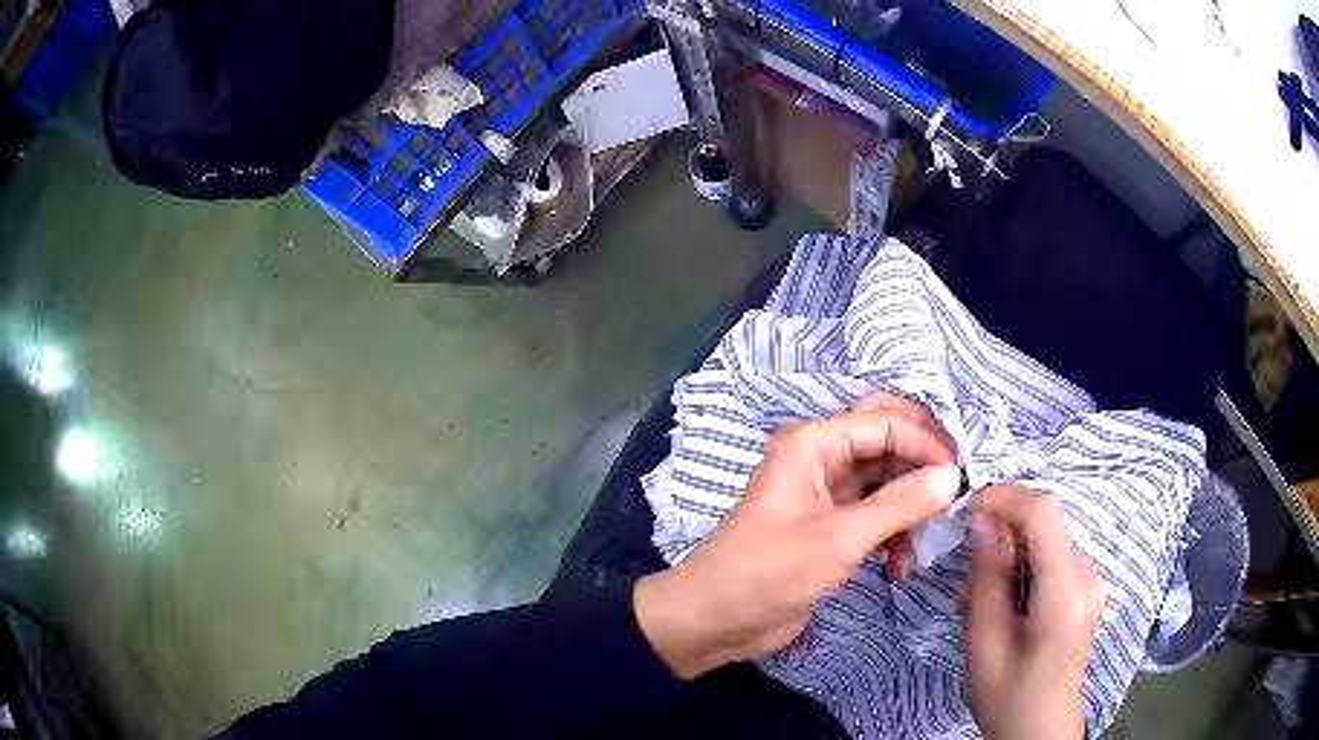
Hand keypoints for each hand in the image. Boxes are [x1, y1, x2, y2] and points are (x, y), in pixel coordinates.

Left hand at [634, 391, 961, 678]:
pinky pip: (875, 517)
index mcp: (813, 444)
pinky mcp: (830, 528)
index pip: (885, 422)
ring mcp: (826, 495)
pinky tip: (899, 567)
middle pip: (887, 445)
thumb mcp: (840, 538)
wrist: (714, 621)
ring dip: (909, 511)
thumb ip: (900, 504)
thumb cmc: (769, 572)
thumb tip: (953, 476)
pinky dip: (892, 536)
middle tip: (952, 499)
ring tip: (923, 545)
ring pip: (885, 484)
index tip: (960, 479)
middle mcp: (821, 459)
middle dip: (921, 470)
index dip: (926, 444)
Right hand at [965, 485, 1104, 739]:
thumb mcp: (985, 642)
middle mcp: (1088, 575)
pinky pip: (1054, 558)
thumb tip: (983, 521)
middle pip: (1046, 524)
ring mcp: (1092, 582)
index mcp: (1065, 591)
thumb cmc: (1008, 694)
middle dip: (1004, 527)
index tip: (968, 510)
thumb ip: (987, 578)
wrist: (1039, 730)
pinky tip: (1009, 600)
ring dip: (1013, 549)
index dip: (1005, 498)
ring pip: (1048, 540)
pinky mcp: (1087, 590)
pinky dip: (1026, 564)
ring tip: (985, 591)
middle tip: (968, 562)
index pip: (1043, 512)